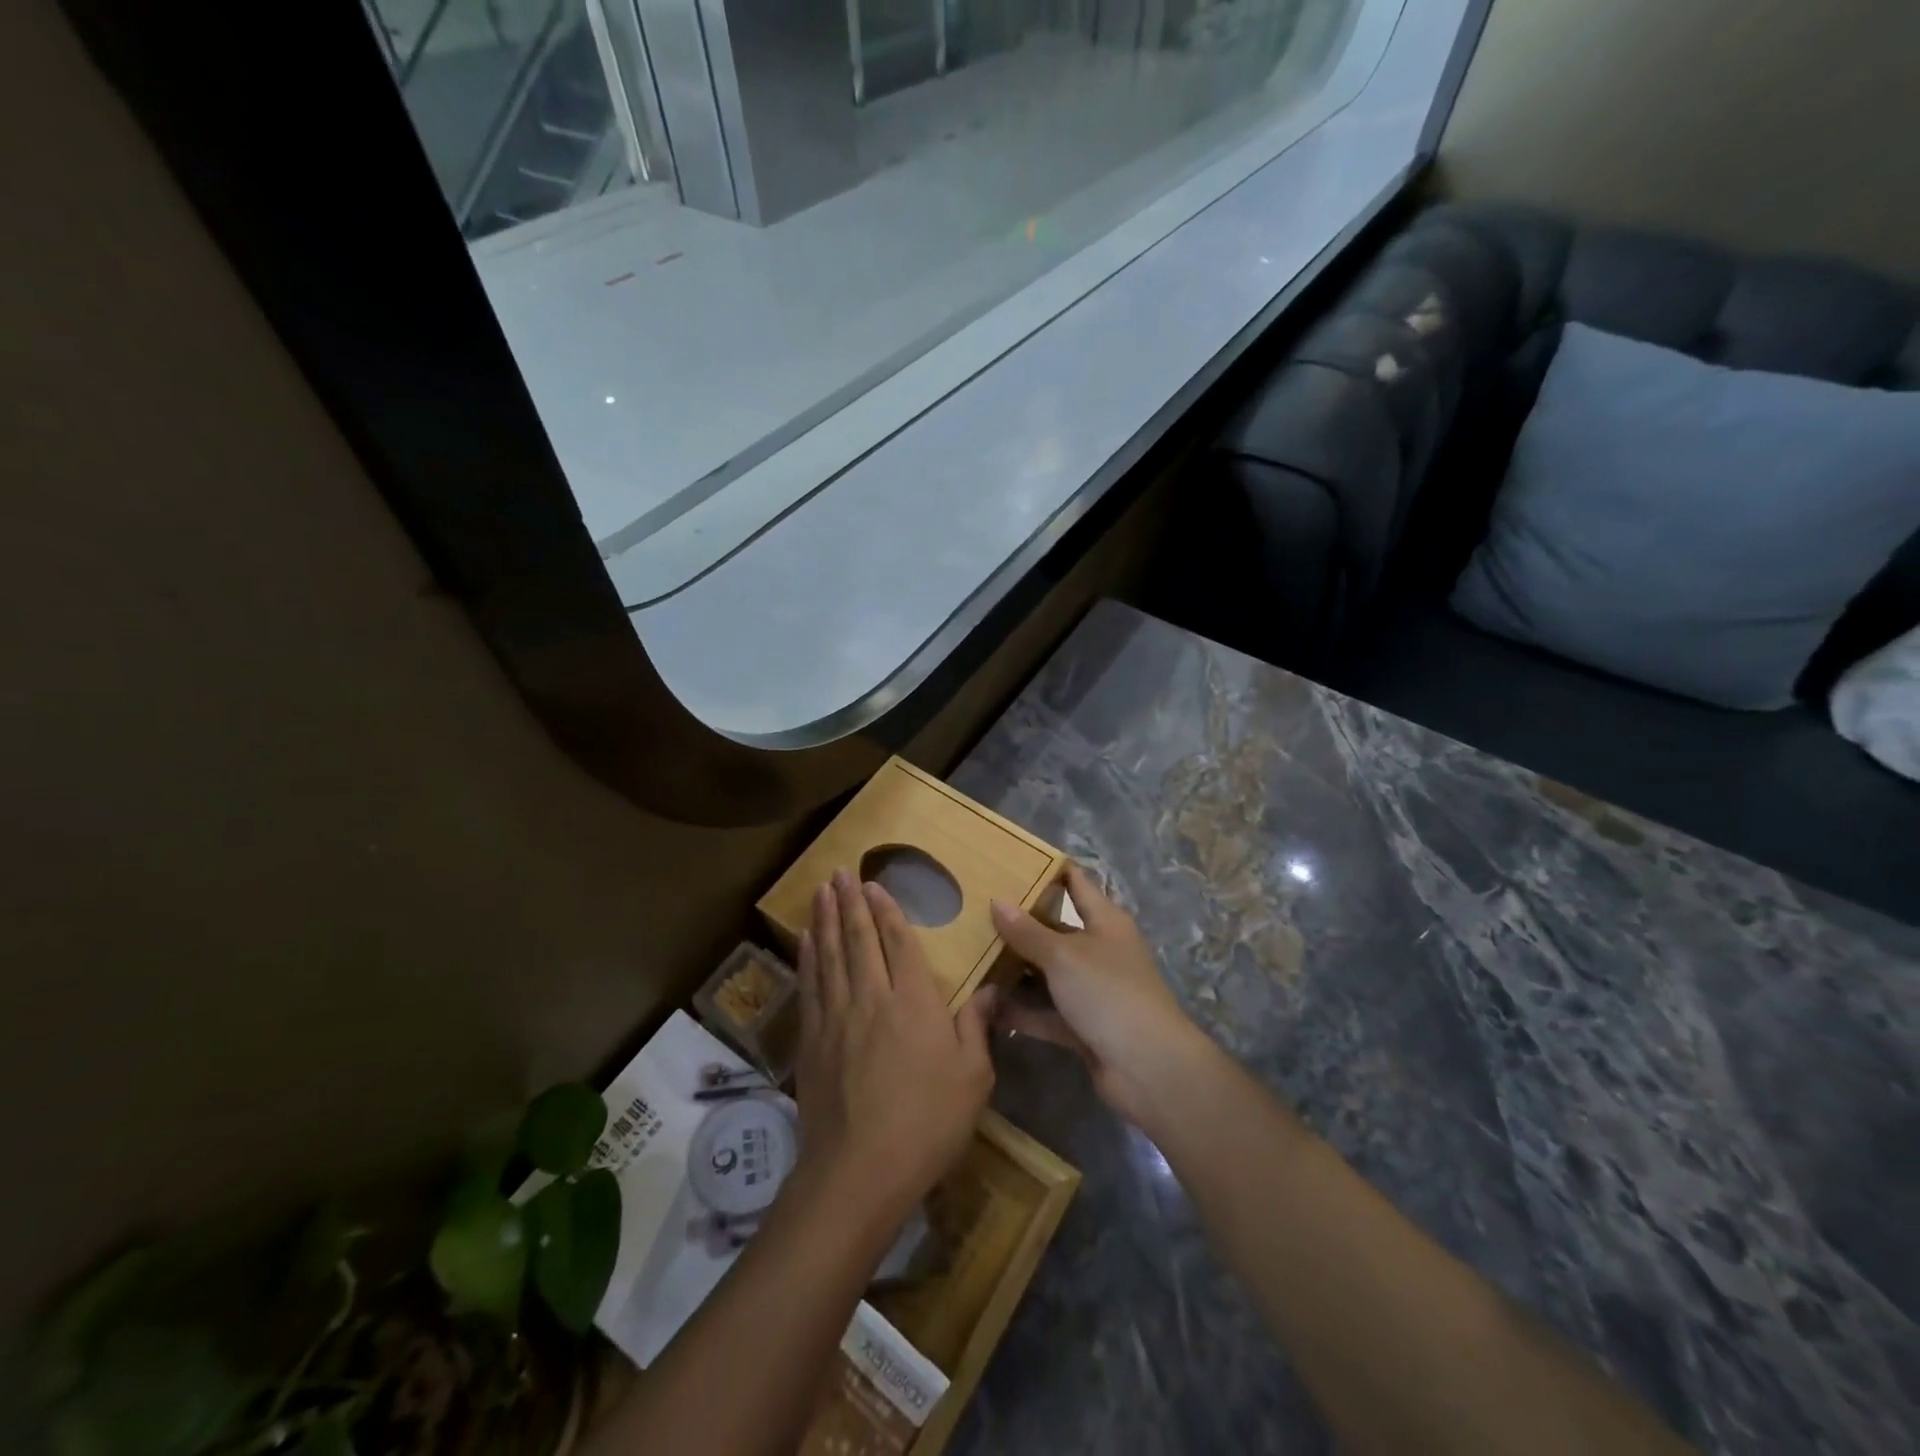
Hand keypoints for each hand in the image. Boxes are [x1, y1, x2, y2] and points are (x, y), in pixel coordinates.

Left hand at [792, 869, 996, 1229]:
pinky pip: (810, 985)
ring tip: (821, 890)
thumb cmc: (927, 1124)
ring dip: (825, 919)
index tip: (874, 884)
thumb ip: (978, 1027)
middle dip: (850, 902)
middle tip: (840, 871)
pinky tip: (807, 940)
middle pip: (858, 939)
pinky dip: (808, 957)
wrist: (859, 1171)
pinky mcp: (812, 1040)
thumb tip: (992, 989)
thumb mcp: (973, 1079)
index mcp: (914, 1002)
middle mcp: (872, 997)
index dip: (886, 910)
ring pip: (830, 954)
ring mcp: (837, 1017)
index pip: (898, 942)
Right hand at [990, 864, 1211, 1124]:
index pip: (1076, 884)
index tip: (1011, 860)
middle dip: (1020, 924)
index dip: (1048, 870)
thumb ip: (1028, 931)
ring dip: (1015, 970)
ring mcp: (1091, 990)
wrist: (1148, 1067)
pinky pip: (1045, 1012)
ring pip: (1047, 973)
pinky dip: (1021, 1010)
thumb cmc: (1109, 993)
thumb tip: (997, 900)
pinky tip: (985, 1005)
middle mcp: (1100, 951)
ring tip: (971, 956)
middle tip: (976, 911)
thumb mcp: (1064, 955)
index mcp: (1106, 921)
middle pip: (1056, 929)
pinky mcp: (1082, 1026)